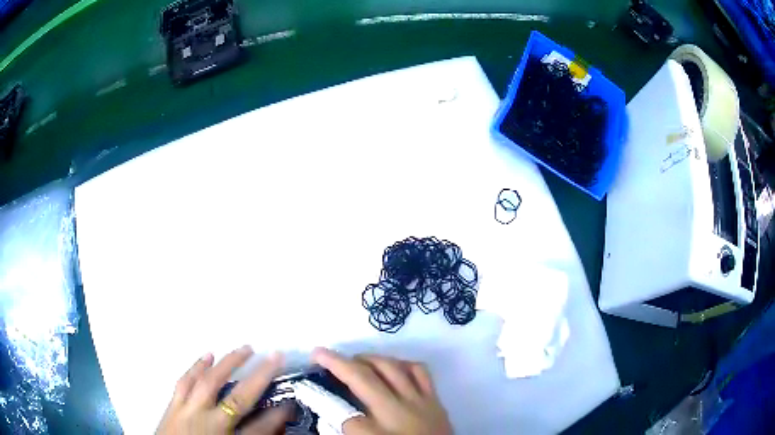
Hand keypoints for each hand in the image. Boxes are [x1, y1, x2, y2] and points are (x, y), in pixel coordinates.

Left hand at [156, 346, 290, 434]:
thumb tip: (268, 426)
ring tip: (245, 348)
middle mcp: (208, 424)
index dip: (277, 416)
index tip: (290, 403)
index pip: (259, 429)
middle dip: (260, 377)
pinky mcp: (173, 406)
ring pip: (209, 382)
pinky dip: (196, 367)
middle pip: (238, 399)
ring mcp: (188, 411)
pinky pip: (185, 382)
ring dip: (228, 363)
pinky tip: (206, 355)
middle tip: (275, 357)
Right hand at [312, 348, 452, 434]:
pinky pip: (419, 371)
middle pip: (365, 378)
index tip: (306, 387)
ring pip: (391, 367)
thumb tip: (333, 418)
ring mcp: (420, 402)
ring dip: (369, 358)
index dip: (321, 399)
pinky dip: (401, 364)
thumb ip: (350, 432)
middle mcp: (399, 411)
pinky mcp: (436, 400)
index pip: (343, 413)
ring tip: (354, 360)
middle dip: (338, 362)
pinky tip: (393, 366)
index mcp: (379, 432)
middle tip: (321, 355)